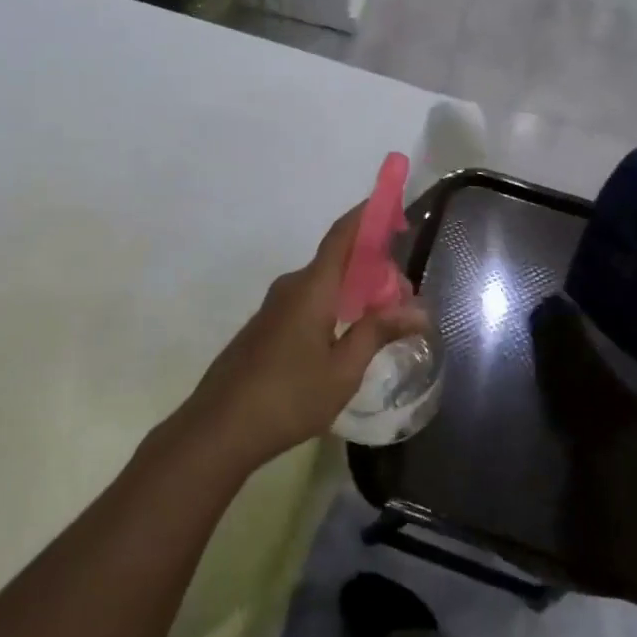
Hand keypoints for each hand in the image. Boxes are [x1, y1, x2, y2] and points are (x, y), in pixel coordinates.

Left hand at [182, 205, 427, 469]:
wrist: (219, 428)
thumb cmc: (288, 398)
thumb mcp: (343, 370)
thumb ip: (378, 333)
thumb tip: (418, 310)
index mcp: (312, 287)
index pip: (344, 234)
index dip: (370, 216)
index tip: (396, 209)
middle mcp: (292, 286)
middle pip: (339, 261)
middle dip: (375, 269)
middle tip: (405, 303)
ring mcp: (275, 306)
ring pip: (325, 284)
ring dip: (356, 292)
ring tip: (384, 323)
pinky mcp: (266, 327)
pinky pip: (309, 301)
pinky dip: (336, 306)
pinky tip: (348, 337)